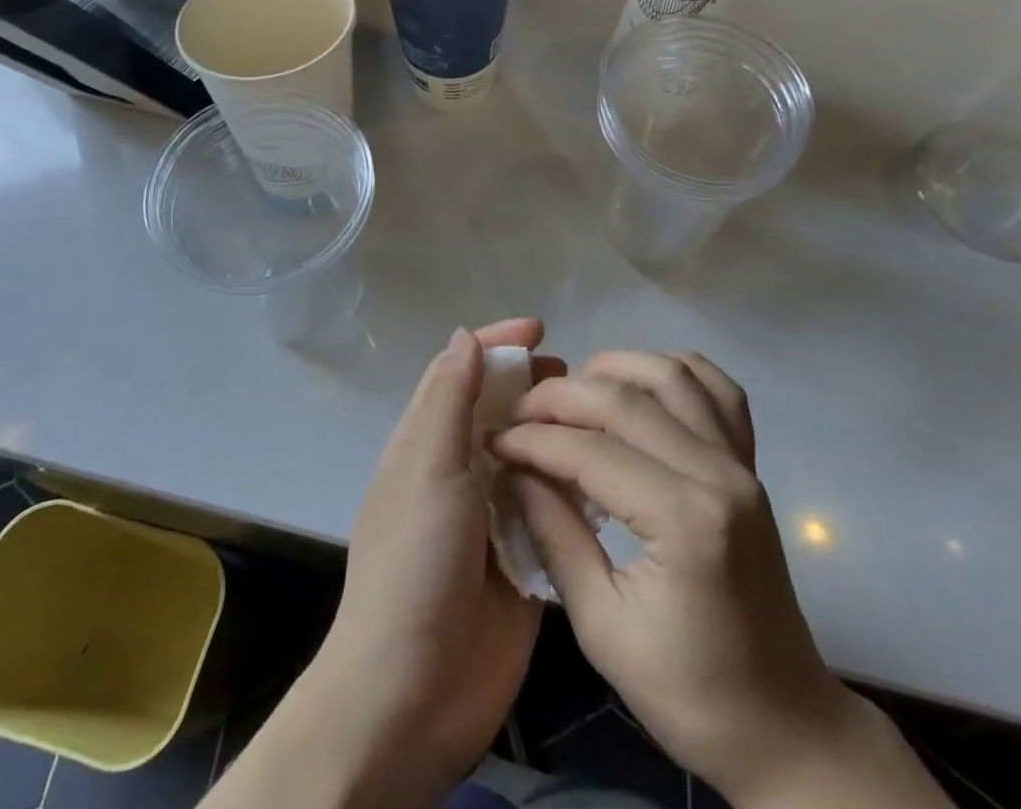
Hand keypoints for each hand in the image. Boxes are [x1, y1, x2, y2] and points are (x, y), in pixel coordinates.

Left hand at [304, 318, 562, 798]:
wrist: (414, 693)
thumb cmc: (414, 563)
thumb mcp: (426, 468)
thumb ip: (447, 400)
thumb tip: (466, 336)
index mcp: (426, 443)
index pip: (460, 372)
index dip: (496, 343)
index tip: (540, 327)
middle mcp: (458, 470)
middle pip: (498, 408)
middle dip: (532, 383)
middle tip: (577, 376)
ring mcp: (490, 515)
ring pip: (529, 454)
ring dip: (556, 432)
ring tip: (598, 418)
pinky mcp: (521, 557)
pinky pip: (549, 507)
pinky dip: (571, 485)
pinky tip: (606, 472)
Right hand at [492, 351, 948, 808]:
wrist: (785, 725)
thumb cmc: (691, 694)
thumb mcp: (603, 628)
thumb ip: (556, 537)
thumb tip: (514, 474)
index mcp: (685, 521)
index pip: (592, 451)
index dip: (533, 440)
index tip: (494, 440)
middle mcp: (718, 473)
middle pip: (626, 399)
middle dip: (561, 397)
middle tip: (520, 413)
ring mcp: (741, 462)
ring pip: (672, 374)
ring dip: (614, 369)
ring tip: (572, 393)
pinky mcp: (750, 463)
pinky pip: (718, 389)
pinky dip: (673, 370)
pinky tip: (639, 385)